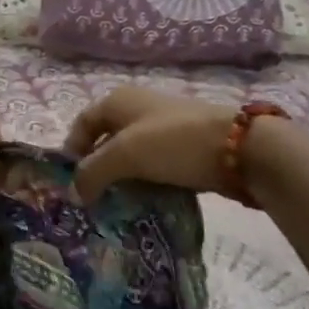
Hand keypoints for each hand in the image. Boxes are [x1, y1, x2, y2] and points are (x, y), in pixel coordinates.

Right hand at [64, 86, 236, 201]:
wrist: (239, 148)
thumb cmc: (173, 142)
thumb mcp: (124, 154)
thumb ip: (93, 172)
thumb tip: (75, 192)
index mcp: (118, 100)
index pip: (82, 124)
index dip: (71, 151)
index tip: (68, 184)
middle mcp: (137, 109)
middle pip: (105, 141)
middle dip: (96, 170)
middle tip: (89, 202)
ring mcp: (162, 128)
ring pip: (130, 157)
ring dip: (121, 181)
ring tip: (114, 208)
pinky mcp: (183, 149)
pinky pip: (153, 167)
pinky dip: (144, 184)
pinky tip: (143, 205)